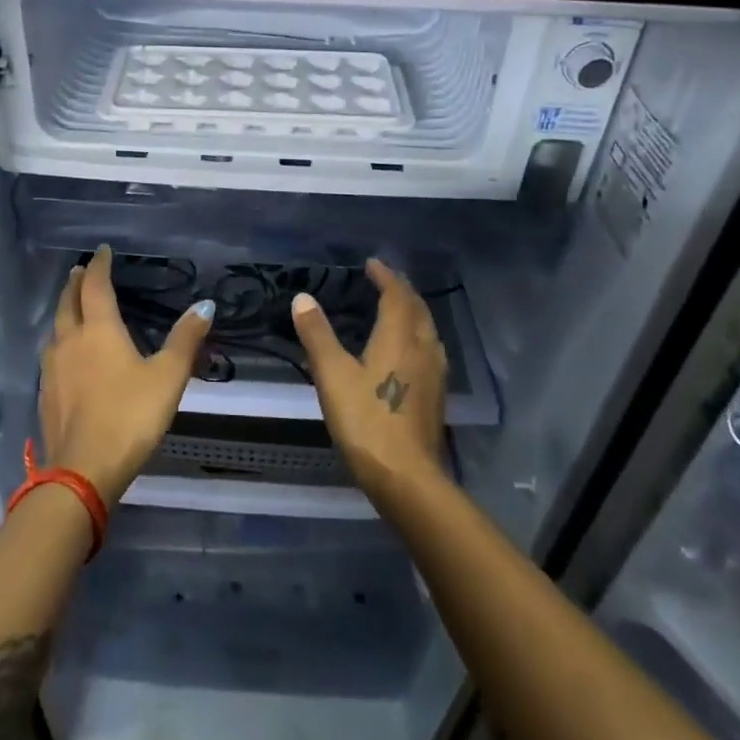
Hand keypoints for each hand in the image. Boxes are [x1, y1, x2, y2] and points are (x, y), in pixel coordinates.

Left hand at [38, 246, 214, 505]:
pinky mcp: (46, 394)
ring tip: (72, 307)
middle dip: (76, 284)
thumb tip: (205, 305)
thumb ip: (186, 340)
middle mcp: (70, 342)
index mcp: (99, 330)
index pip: (96, 286)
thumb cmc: (131, 416)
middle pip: (68, 303)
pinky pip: (51, 355)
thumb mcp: (168, 377)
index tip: (102, 251)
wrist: (84, 469)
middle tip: (82, 271)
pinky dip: (60, 342)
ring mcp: (53, 369)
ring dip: (64, 311)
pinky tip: (66, 356)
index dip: (100, 266)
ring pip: (55, 329)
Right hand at [291, 259, 447, 496]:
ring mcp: (434, 374)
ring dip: (413, 312)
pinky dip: (417, 336)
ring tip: (397, 309)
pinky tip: (408, 352)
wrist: (405, 475)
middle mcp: (423, 348)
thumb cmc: (365, 420)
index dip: (385, 276)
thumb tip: (303, 297)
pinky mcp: (436, 396)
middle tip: (384, 281)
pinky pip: (429, 350)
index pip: (397, 295)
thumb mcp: (332, 375)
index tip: (372, 264)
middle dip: (402, 291)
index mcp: (399, 337)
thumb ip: (318, 334)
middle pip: (418, 309)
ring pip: (428, 330)